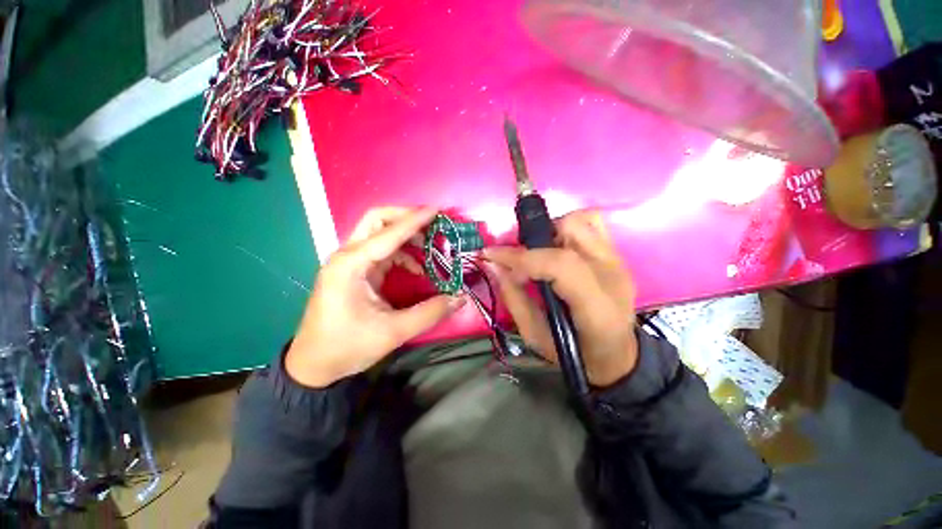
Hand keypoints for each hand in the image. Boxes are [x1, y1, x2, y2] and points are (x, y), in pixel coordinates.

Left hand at [286, 207, 463, 387]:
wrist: (313, 365)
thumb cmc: (347, 346)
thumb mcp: (393, 332)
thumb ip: (430, 313)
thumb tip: (460, 298)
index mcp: (351, 265)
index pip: (388, 233)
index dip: (415, 221)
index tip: (437, 211)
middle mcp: (348, 256)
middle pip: (376, 220)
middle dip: (405, 218)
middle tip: (432, 224)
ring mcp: (350, 263)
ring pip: (379, 233)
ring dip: (405, 235)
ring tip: (431, 246)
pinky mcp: (355, 271)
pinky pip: (381, 251)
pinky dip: (401, 253)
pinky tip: (416, 268)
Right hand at [485, 210, 637, 387]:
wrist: (617, 355)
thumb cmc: (575, 354)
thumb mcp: (535, 337)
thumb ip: (514, 299)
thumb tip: (494, 265)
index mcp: (596, 307)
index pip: (560, 264)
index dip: (522, 257)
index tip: (494, 257)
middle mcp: (612, 275)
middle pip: (571, 231)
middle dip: (534, 239)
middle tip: (518, 259)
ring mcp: (618, 261)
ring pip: (581, 220)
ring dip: (550, 230)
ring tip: (538, 253)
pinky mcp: (617, 255)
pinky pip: (591, 223)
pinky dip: (567, 228)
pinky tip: (556, 247)